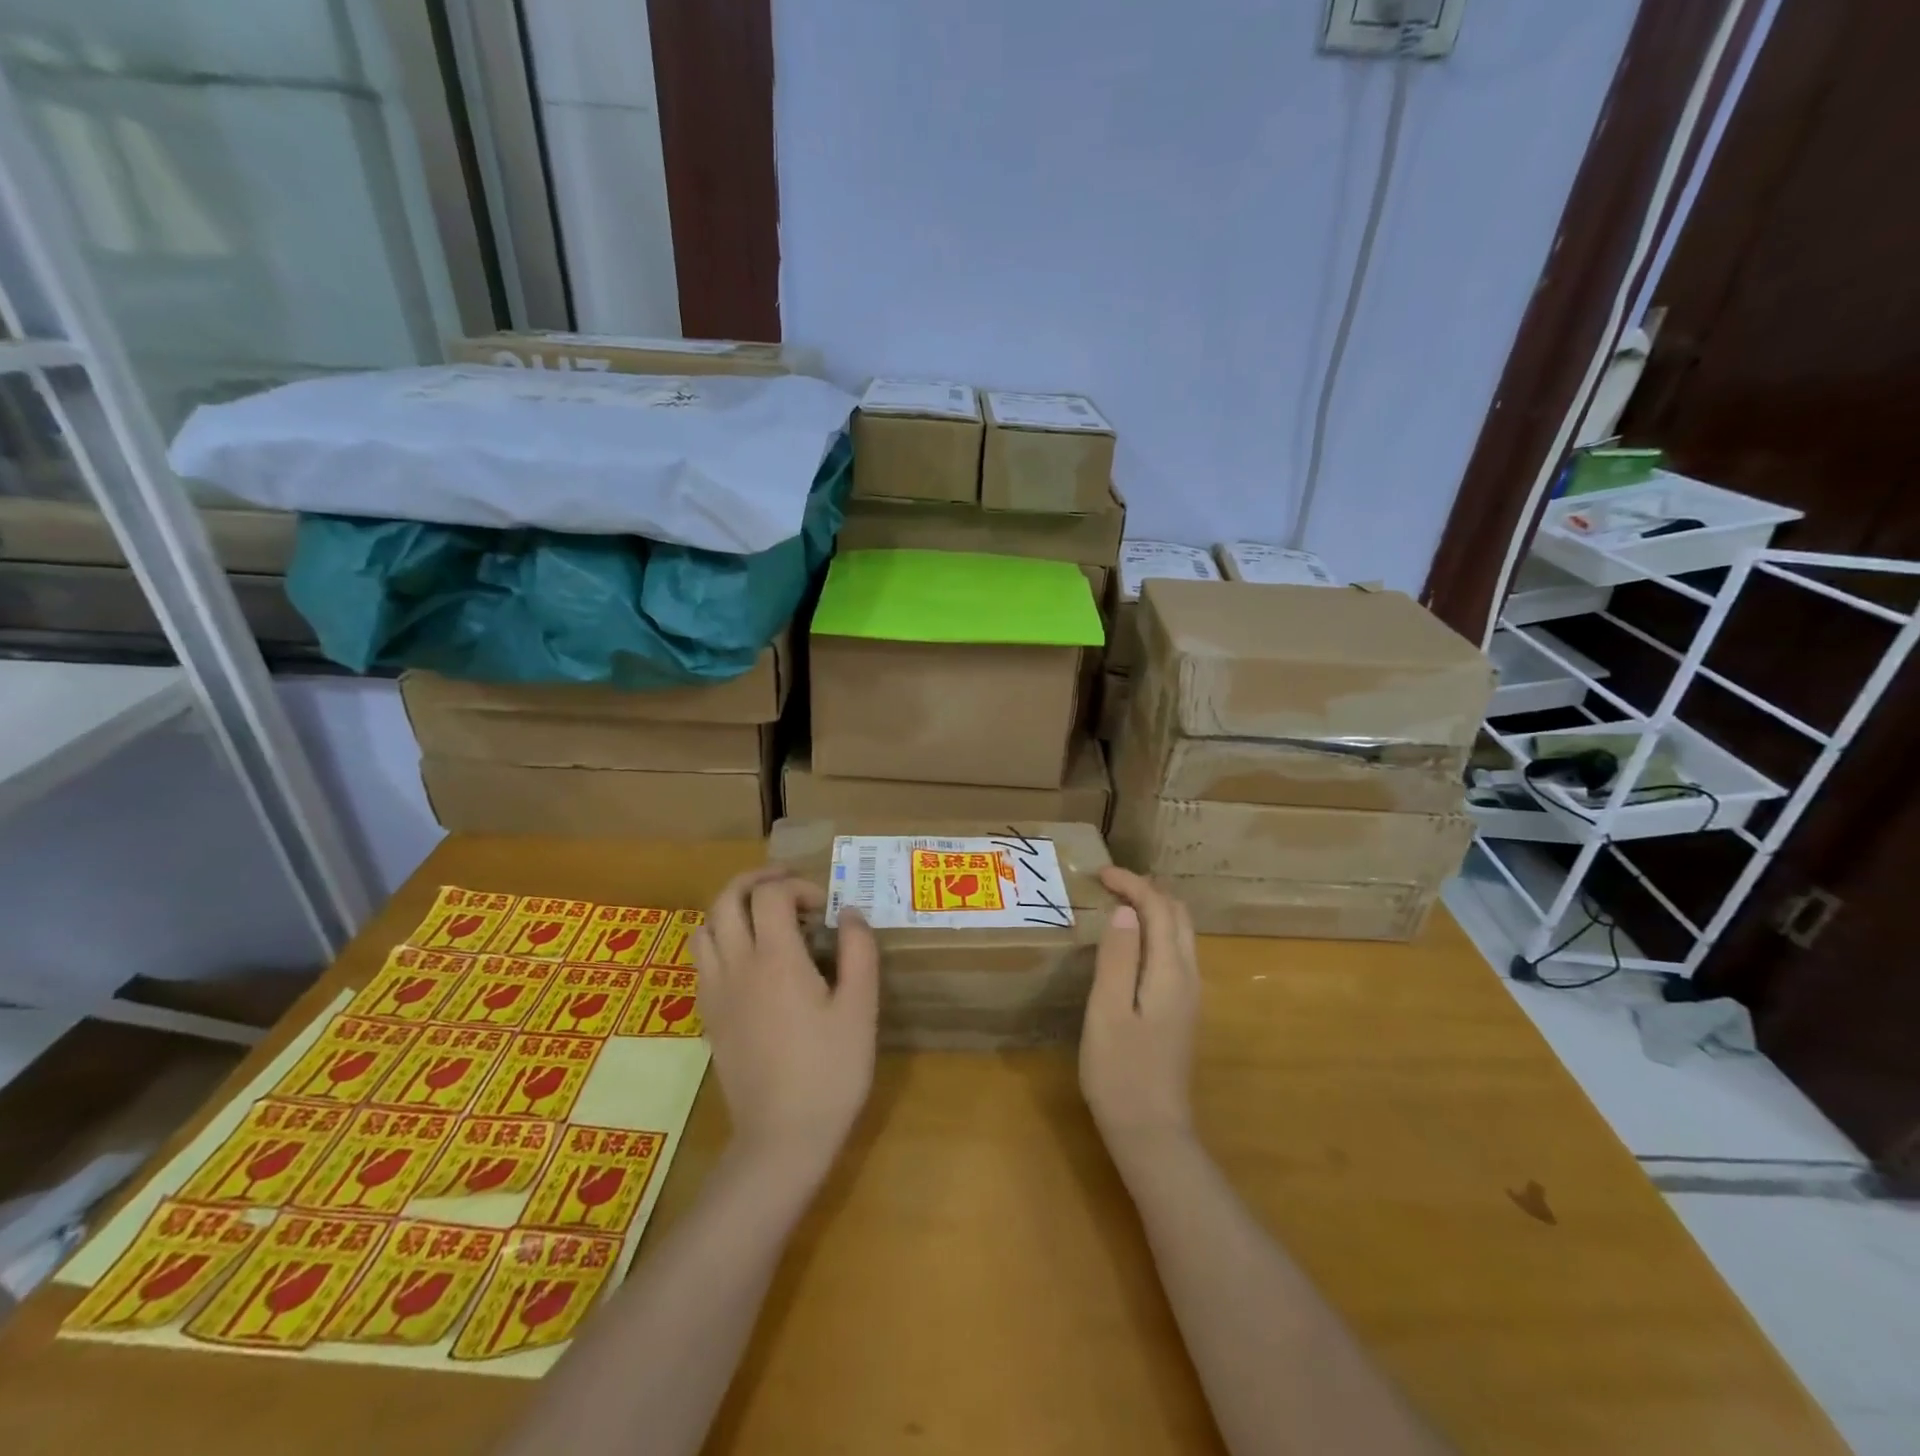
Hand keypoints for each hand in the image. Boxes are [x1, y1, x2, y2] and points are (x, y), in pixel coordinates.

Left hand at [692, 869, 878, 1179]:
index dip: (798, 887)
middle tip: (786, 885)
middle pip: (726, 899)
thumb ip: (859, 952)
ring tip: (764, 917)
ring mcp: (716, 992)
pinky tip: (750, 960)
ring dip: (732, 909)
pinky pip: (703, 960)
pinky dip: (721, 941)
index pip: (770, 895)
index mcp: (776, 960)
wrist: (781, 1139)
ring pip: (705, 927)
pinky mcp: (709, 1017)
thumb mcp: (861, 1010)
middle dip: (755, 881)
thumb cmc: (830, 1072)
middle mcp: (737, 966)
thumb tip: (850, 913)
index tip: (824, 909)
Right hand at [1080, 867, 1199, 1163]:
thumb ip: (1118, 957)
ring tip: (1118, 903)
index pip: (1159, 909)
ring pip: (1180, 934)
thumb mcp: (1108, 1011)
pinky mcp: (1182, 1011)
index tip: (1099, 874)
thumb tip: (1126, 910)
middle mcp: (1189, 977)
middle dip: (1147, 890)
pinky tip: (1132, 942)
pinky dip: (1156, 931)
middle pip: (1178, 916)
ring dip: (1154, 909)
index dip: (1132, 884)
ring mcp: (1189, 996)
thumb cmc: (1121, 1072)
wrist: (1152, 1134)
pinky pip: (1175, 953)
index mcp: (1171, 973)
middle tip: (1108, 884)